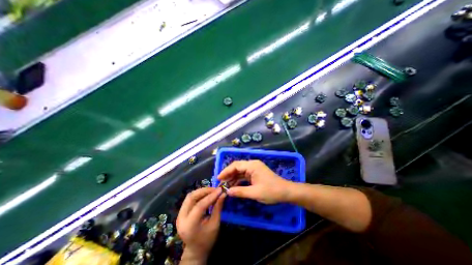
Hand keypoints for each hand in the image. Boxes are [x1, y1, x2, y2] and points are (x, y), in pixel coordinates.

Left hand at [179, 186, 227, 262]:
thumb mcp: (215, 225)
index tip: (220, 190)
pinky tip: (206, 194)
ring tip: (212, 191)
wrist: (195, 250)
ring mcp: (179, 214)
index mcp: (189, 225)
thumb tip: (223, 194)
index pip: (199, 206)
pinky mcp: (181, 212)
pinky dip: (199, 194)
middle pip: (191, 197)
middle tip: (215, 189)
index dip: (210, 196)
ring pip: (190, 196)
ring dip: (201, 191)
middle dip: (205, 191)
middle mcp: (181, 218)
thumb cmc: (207, 240)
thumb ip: (218, 208)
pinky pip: (189, 198)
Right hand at [217, 159, 291, 204]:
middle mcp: (252, 165)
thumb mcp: (255, 193)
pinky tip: (233, 186)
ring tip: (225, 185)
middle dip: (228, 174)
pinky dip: (238, 180)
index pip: (236, 165)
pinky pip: (244, 175)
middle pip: (237, 167)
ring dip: (233, 177)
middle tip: (220, 183)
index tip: (218, 178)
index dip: (226, 171)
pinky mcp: (255, 173)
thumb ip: (240, 191)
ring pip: (240, 171)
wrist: (286, 192)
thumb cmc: (271, 191)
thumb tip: (227, 192)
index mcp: (252, 165)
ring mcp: (254, 169)